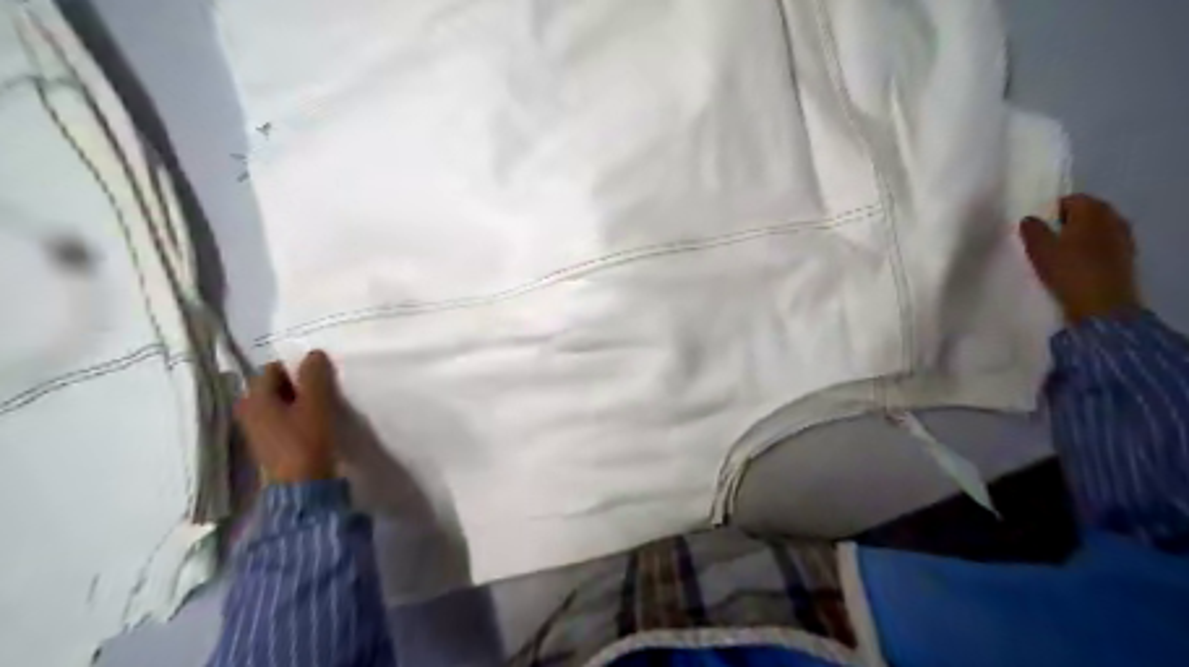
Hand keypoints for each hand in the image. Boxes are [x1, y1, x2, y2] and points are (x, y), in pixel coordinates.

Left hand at [235, 348, 338, 484]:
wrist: (303, 488)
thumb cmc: (306, 441)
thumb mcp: (315, 404)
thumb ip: (314, 376)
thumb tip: (314, 353)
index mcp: (254, 398)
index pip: (274, 368)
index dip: (298, 368)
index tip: (321, 375)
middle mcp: (249, 411)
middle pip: (276, 386)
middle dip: (299, 384)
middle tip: (324, 389)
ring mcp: (258, 430)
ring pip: (281, 403)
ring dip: (301, 401)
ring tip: (323, 405)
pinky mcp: (271, 445)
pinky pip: (284, 419)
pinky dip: (298, 416)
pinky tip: (316, 423)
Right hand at [1021, 193, 1141, 322]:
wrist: (1101, 303)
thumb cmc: (1068, 270)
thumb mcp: (1040, 249)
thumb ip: (1033, 230)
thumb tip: (1029, 218)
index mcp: (1092, 211)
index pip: (1072, 199)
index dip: (1053, 209)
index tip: (1038, 225)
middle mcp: (1113, 218)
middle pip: (1089, 211)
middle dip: (1069, 220)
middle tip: (1047, 236)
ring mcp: (1124, 237)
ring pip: (1098, 228)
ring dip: (1081, 234)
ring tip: (1061, 250)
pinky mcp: (1126, 256)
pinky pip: (1105, 243)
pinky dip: (1092, 247)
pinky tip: (1078, 262)